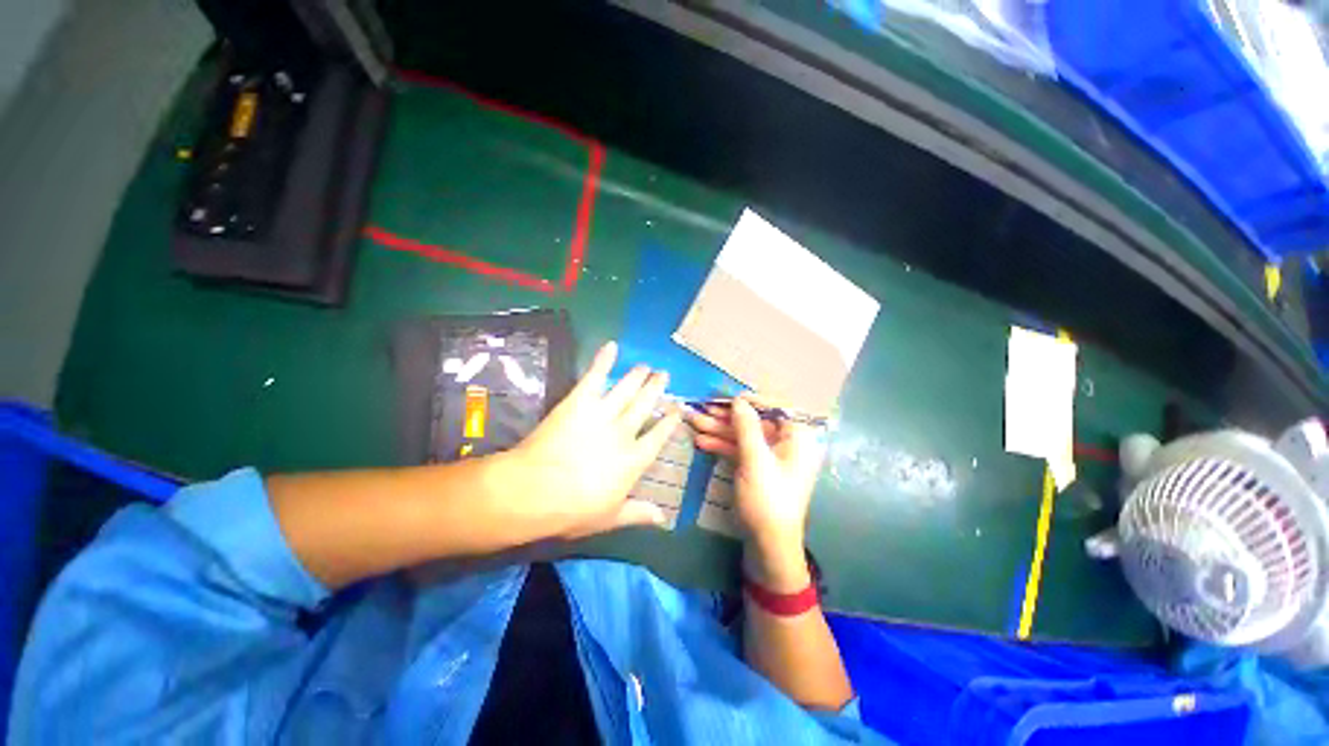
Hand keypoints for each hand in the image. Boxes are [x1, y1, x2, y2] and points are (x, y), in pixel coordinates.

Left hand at [498, 341, 680, 538]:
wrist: (535, 491)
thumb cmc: (573, 510)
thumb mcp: (610, 518)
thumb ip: (638, 513)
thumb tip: (664, 519)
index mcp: (634, 460)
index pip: (659, 436)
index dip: (669, 421)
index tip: (677, 408)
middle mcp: (625, 432)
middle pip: (645, 405)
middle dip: (656, 389)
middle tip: (664, 374)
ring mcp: (603, 414)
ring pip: (627, 389)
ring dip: (638, 376)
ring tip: (646, 366)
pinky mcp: (580, 402)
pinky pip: (595, 376)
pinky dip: (604, 360)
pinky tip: (611, 346)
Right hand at [690, 395, 825, 589]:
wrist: (768, 545)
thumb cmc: (767, 499)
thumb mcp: (755, 460)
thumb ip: (746, 426)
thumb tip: (739, 400)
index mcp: (797, 438)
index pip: (776, 407)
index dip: (750, 400)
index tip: (727, 397)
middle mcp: (786, 443)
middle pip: (755, 421)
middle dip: (727, 416)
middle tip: (702, 408)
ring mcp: (771, 457)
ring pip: (744, 435)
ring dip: (719, 429)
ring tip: (693, 421)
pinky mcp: (758, 468)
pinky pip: (740, 450)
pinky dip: (722, 445)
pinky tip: (701, 441)